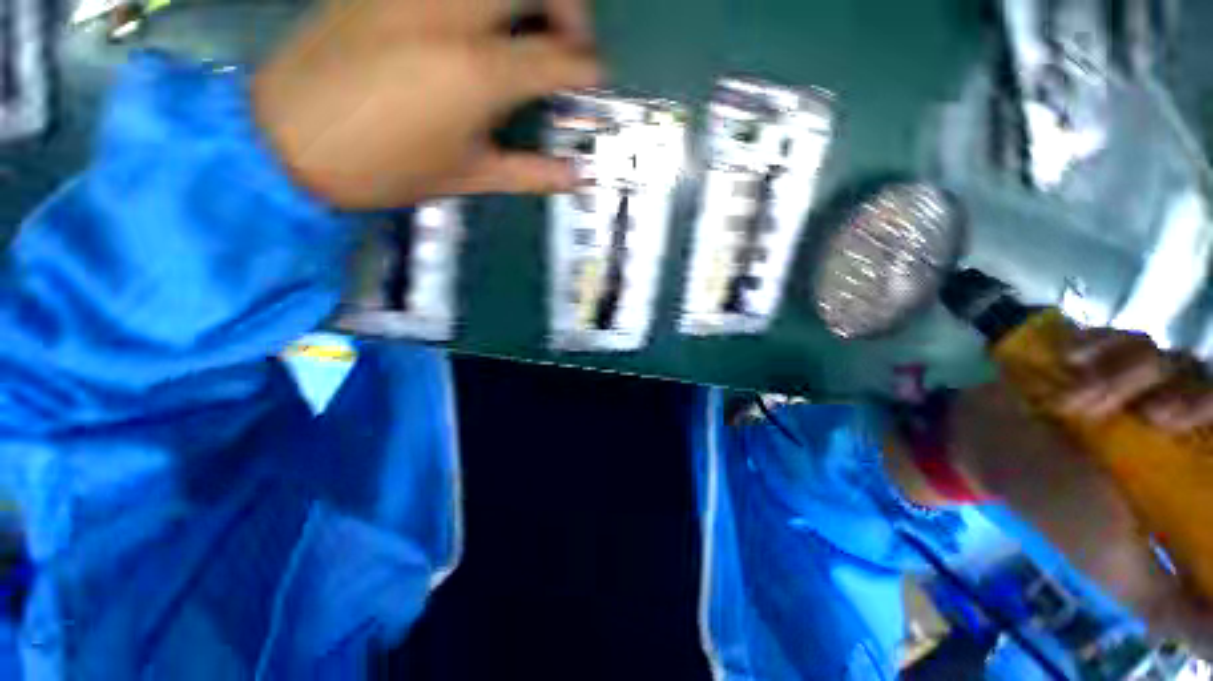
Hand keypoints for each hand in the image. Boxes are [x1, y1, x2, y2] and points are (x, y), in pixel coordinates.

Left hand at [251, 0, 600, 208]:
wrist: (288, 140)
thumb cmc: (385, 168)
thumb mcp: (468, 177)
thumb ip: (530, 173)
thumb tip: (575, 177)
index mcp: (476, 73)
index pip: (556, 57)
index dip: (586, 69)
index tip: (595, 80)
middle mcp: (451, 14)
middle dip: (570, 9)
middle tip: (571, 42)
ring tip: (531, 27)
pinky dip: (480, 1)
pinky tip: (480, 23)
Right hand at [951, 327, 1212, 656]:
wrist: (986, 442)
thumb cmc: (1055, 504)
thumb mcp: (1117, 565)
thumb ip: (1172, 603)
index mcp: (1187, 475)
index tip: (1195, 440)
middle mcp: (1173, 425)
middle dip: (1192, 400)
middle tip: (1153, 417)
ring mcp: (1137, 386)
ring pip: (1174, 359)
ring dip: (1128, 377)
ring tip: (1080, 399)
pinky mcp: (1101, 355)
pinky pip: (1125, 337)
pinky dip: (1099, 350)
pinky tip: (1068, 368)